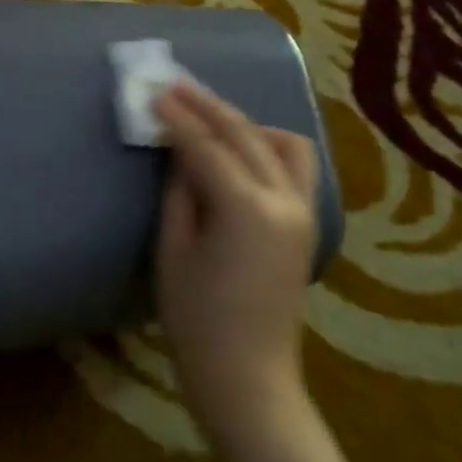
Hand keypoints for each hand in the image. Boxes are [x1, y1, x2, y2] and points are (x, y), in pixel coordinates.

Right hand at [153, 82, 319, 438]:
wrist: (248, 376)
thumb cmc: (197, 320)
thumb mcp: (173, 251)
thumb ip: (179, 193)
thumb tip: (181, 155)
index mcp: (245, 208)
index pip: (205, 147)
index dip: (176, 118)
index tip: (153, 92)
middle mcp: (283, 200)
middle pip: (244, 135)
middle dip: (207, 107)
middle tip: (175, 86)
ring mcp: (303, 211)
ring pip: (282, 144)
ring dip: (245, 123)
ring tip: (211, 117)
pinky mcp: (307, 224)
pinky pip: (295, 167)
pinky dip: (270, 147)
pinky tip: (244, 148)